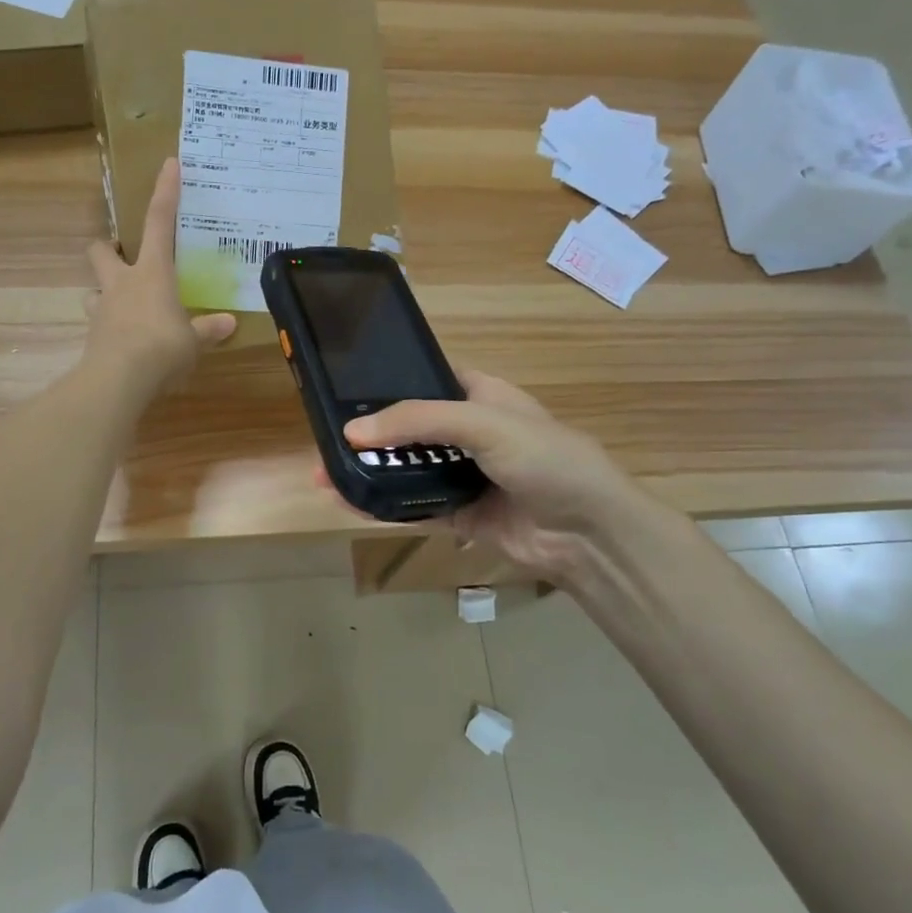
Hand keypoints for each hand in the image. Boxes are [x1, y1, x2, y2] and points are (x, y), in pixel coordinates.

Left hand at [84, 158, 235, 392]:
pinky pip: (98, 322)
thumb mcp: (193, 341)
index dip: (165, 193)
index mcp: (152, 273)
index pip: (159, 223)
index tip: (169, 164)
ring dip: (104, 291)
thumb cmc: (162, 347)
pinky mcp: (92, 335)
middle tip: (123, 258)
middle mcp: (122, 283)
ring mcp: (102, 308)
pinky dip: (109, 327)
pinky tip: (123, 341)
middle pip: (102, 251)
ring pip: (93, 288)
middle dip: (108, 249)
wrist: (118, 379)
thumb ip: (208, 329)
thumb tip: (228, 323)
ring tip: (123, 306)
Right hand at [342, 372, 686, 584]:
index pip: (428, 379)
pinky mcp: (459, 514)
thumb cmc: (544, 458)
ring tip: (324, 472)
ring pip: (407, 469)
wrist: (587, 533)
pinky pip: (413, 506)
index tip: (345, 387)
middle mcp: (469, 433)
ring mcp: (464, 475)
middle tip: (325, 436)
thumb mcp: (483, 423)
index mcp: (482, 396)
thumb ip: (419, 421)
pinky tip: (348, 501)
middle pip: (410, 428)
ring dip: (370, 470)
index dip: (391, 381)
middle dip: (370, 433)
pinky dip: (382, 504)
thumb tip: (353, 431)